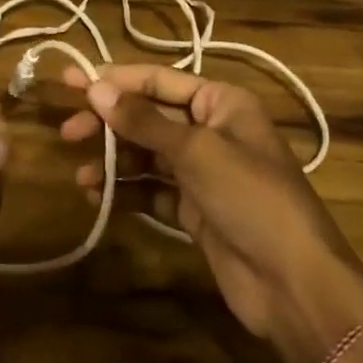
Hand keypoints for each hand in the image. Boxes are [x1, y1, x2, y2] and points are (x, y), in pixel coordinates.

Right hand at [63, 65, 362, 362]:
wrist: (294, 283)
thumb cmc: (250, 197)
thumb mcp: (196, 151)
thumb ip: (143, 121)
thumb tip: (95, 88)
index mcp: (222, 103)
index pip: (158, 80)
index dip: (114, 80)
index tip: (70, 81)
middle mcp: (212, 130)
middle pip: (149, 117)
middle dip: (110, 123)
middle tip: (68, 132)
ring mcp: (204, 173)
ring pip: (148, 155)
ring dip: (114, 162)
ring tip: (81, 176)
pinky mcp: (196, 210)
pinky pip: (153, 191)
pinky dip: (128, 193)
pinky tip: (99, 198)